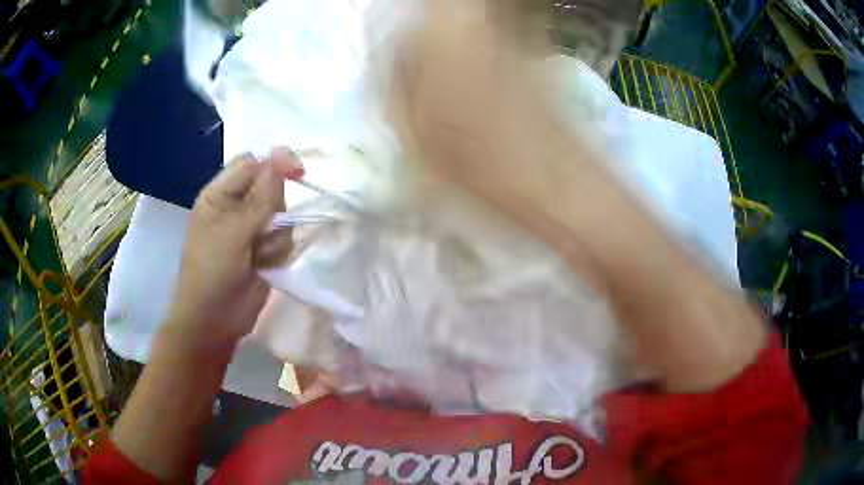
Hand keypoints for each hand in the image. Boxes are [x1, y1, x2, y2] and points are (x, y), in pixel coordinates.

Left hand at [165, 149, 304, 346]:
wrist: (213, 321)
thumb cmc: (211, 272)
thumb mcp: (232, 233)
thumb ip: (259, 199)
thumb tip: (280, 161)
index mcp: (219, 195)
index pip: (251, 163)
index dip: (275, 161)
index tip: (298, 171)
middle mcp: (236, 207)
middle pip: (271, 187)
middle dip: (273, 209)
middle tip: (261, 231)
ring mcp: (251, 230)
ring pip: (282, 216)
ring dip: (275, 237)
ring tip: (258, 257)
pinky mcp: (264, 250)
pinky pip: (285, 239)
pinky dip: (278, 253)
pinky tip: (264, 267)